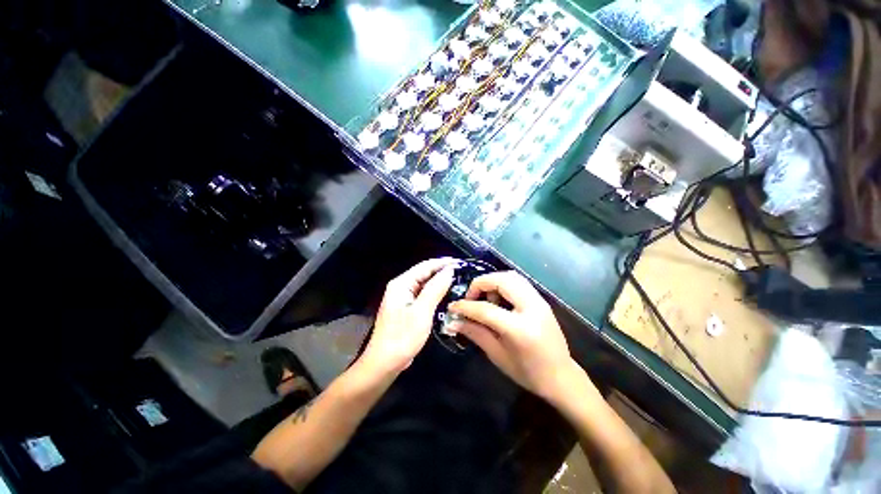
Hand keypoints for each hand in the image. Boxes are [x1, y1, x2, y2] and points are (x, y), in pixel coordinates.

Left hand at [362, 258, 456, 372]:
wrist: (384, 363)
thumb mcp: (422, 311)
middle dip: (442, 271)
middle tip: (462, 272)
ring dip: (439, 281)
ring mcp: (403, 298)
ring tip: (457, 280)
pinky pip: (423, 294)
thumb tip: (449, 270)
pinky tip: (445, 294)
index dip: (442, 262)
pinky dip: (434, 292)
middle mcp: (401, 287)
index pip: (425, 266)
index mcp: (401, 284)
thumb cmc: (402, 337)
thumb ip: (435, 289)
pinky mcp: (406, 308)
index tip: (459, 262)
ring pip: (424, 284)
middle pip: (424, 273)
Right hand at [447, 271, 584, 402]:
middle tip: (471, 298)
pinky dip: (503, 283)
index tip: (453, 307)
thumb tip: (454, 321)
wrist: (561, 377)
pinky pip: (518, 281)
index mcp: (520, 328)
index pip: (486, 309)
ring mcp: (539, 301)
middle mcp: (532, 308)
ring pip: (511, 276)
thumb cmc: (528, 372)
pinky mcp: (541, 300)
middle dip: (480, 284)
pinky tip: (498, 299)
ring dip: (493, 281)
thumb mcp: (497, 355)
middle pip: (501, 280)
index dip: (465, 306)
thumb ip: (475, 333)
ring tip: (485, 298)